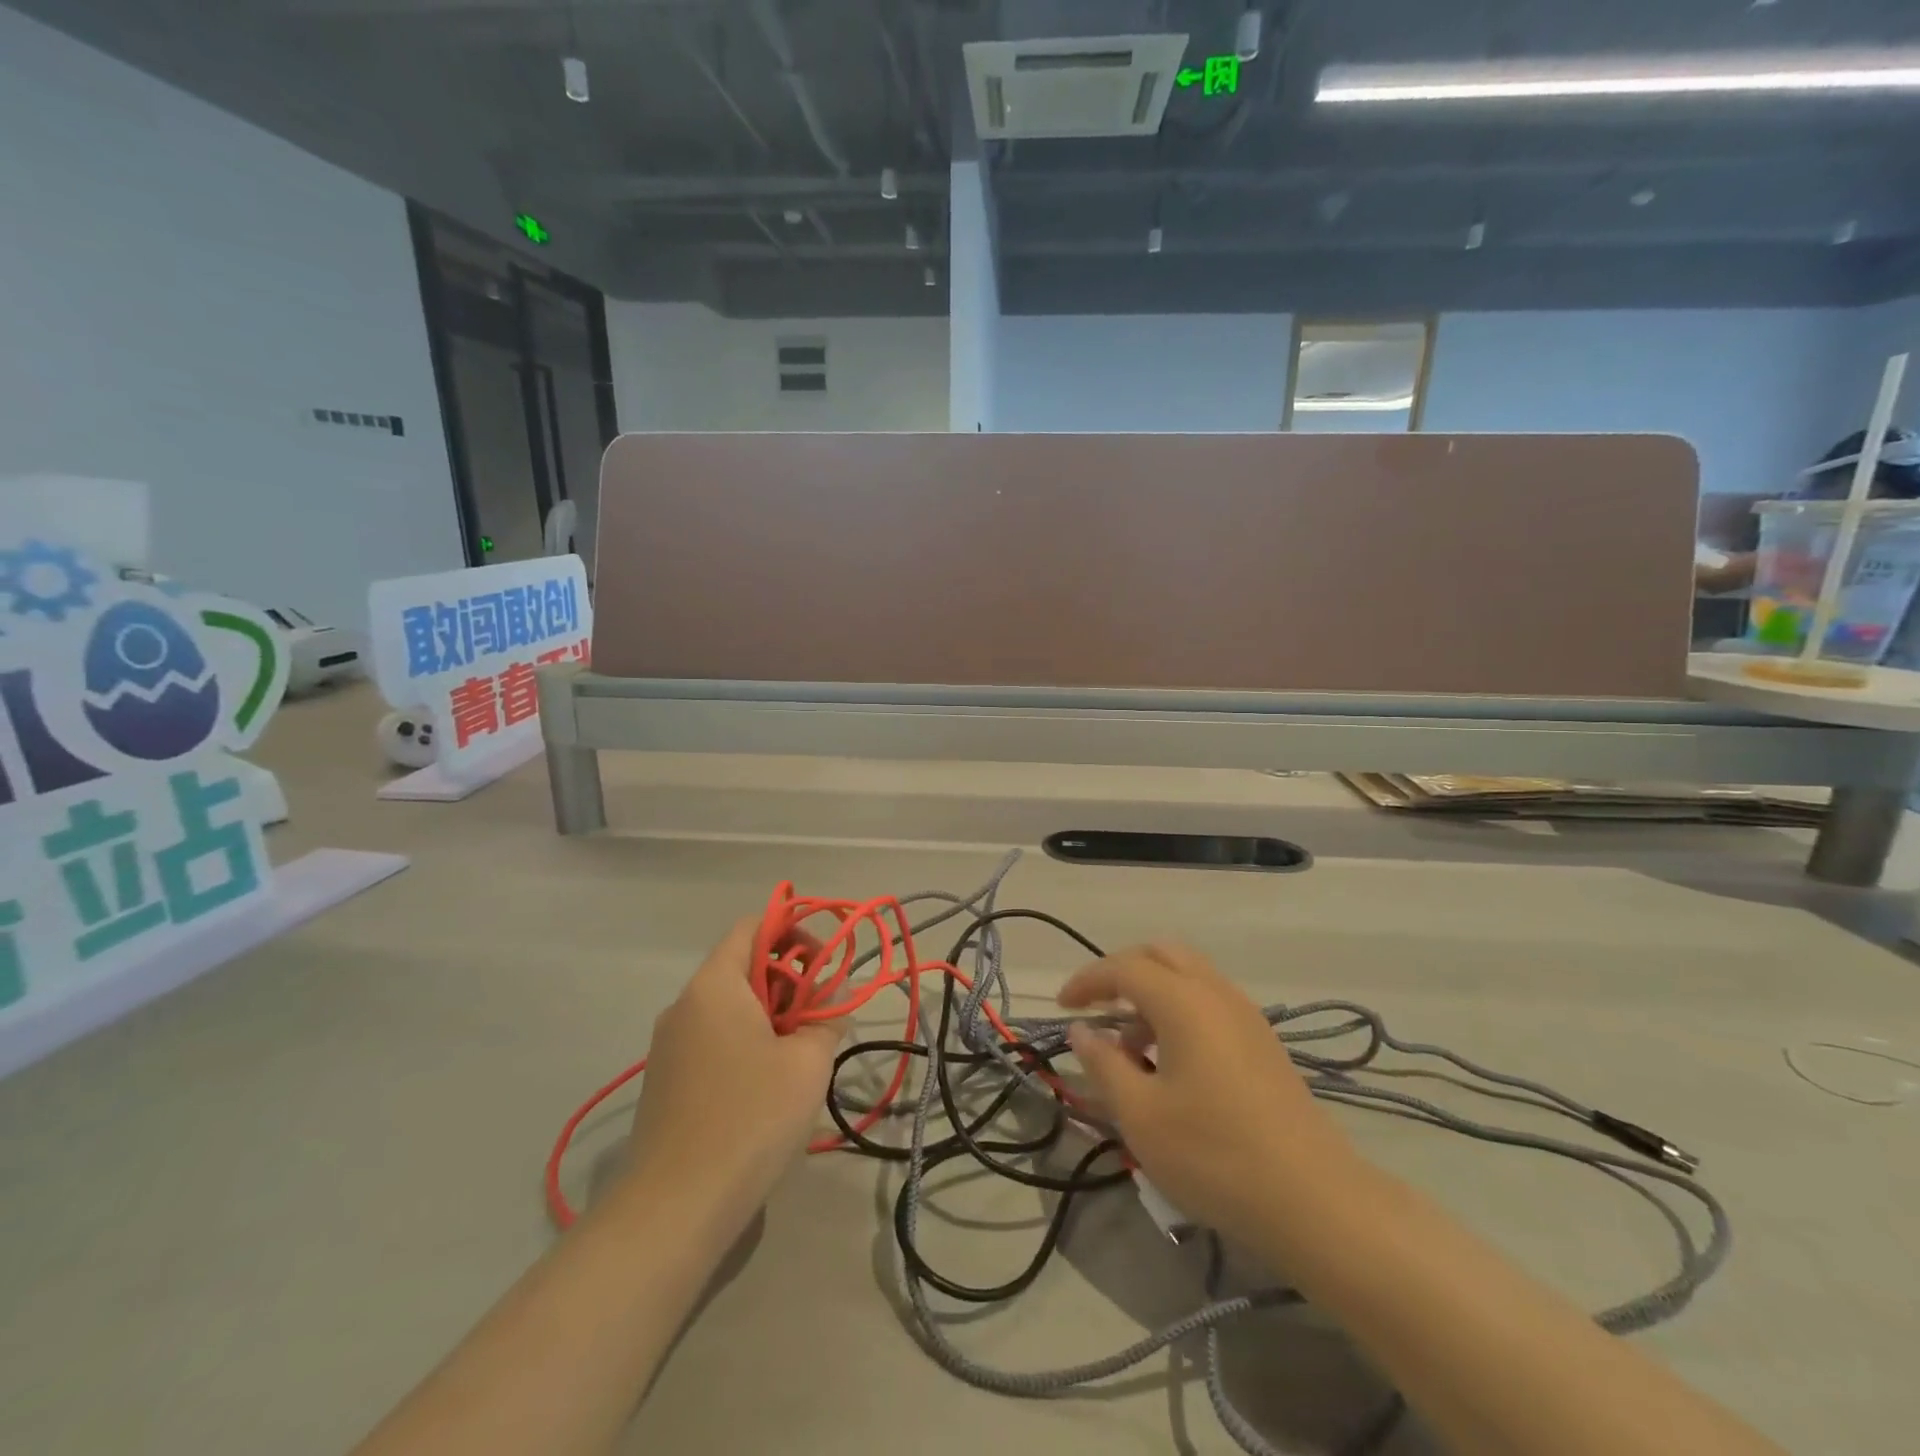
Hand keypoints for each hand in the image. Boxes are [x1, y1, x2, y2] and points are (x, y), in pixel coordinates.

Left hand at [623, 918, 839, 1223]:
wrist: (675, 1209)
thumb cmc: (750, 1118)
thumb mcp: (807, 1063)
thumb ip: (828, 1017)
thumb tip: (839, 993)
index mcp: (714, 986)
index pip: (751, 927)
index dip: (791, 930)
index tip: (824, 960)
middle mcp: (684, 1006)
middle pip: (742, 967)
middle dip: (788, 981)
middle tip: (821, 1015)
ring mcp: (669, 1046)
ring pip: (729, 1008)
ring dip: (770, 1016)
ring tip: (801, 1054)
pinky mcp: (667, 1082)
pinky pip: (713, 1041)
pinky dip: (746, 1044)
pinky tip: (768, 1086)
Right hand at [1058, 944, 1354, 1244]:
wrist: (1315, 1201)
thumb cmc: (1215, 1155)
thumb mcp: (1141, 1115)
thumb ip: (1104, 1064)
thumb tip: (1082, 1030)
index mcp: (1183, 1001)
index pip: (1123, 967)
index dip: (1087, 981)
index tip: (1062, 1006)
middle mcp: (1216, 993)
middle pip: (1161, 954)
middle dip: (1122, 972)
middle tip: (1097, 1009)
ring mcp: (1246, 1015)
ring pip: (1189, 976)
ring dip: (1152, 994)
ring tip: (1131, 1047)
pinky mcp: (1263, 1042)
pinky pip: (1210, 1002)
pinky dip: (1180, 1011)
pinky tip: (1171, 1063)